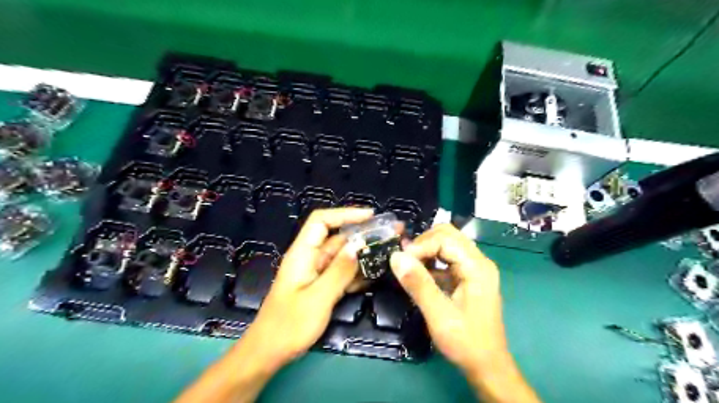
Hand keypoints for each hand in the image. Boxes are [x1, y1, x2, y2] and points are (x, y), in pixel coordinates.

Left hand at [239, 208, 372, 368]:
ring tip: (388, 253)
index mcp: (302, 253)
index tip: (371, 216)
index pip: (321, 221)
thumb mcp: (318, 297)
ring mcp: (316, 274)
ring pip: (342, 256)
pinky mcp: (321, 287)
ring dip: (362, 254)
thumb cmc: (289, 325)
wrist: (269, 353)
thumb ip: (339, 271)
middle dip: (362, 234)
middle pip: (336, 238)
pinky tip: (375, 275)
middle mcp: (310, 259)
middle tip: (390, 235)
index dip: (345, 214)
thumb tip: (359, 245)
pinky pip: (341, 273)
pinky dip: (357, 272)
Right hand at [393, 223, 538, 402]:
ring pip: (446, 243)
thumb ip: (418, 284)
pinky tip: (418, 273)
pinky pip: (446, 257)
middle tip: (404, 260)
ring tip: (408, 264)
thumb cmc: (465, 342)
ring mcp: (474, 267)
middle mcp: (478, 261)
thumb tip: (395, 256)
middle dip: (423, 243)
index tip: (401, 261)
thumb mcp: (439, 315)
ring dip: (425, 250)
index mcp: (477, 267)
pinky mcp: (467, 276)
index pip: (445, 239)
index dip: (420, 246)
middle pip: (448, 234)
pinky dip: (430, 260)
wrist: (487, 365)